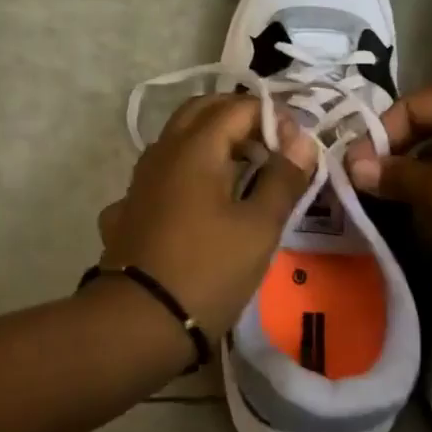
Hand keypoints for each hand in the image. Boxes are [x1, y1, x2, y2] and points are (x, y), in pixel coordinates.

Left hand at [96, 94, 317, 337]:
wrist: (136, 324)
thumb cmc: (207, 270)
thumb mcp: (259, 227)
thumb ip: (283, 178)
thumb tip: (301, 140)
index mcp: (196, 147)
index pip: (238, 107)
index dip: (272, 117)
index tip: (296, 145)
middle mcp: (163, 151)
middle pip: (202, 111)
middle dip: (239, 118)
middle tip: (271, 145)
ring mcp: (140, 180)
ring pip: (178, 139)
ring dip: (213, 141)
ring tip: (243, 170)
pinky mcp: (129, 208)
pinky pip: (162, 173)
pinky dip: (187, 172)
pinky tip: (199, 201)